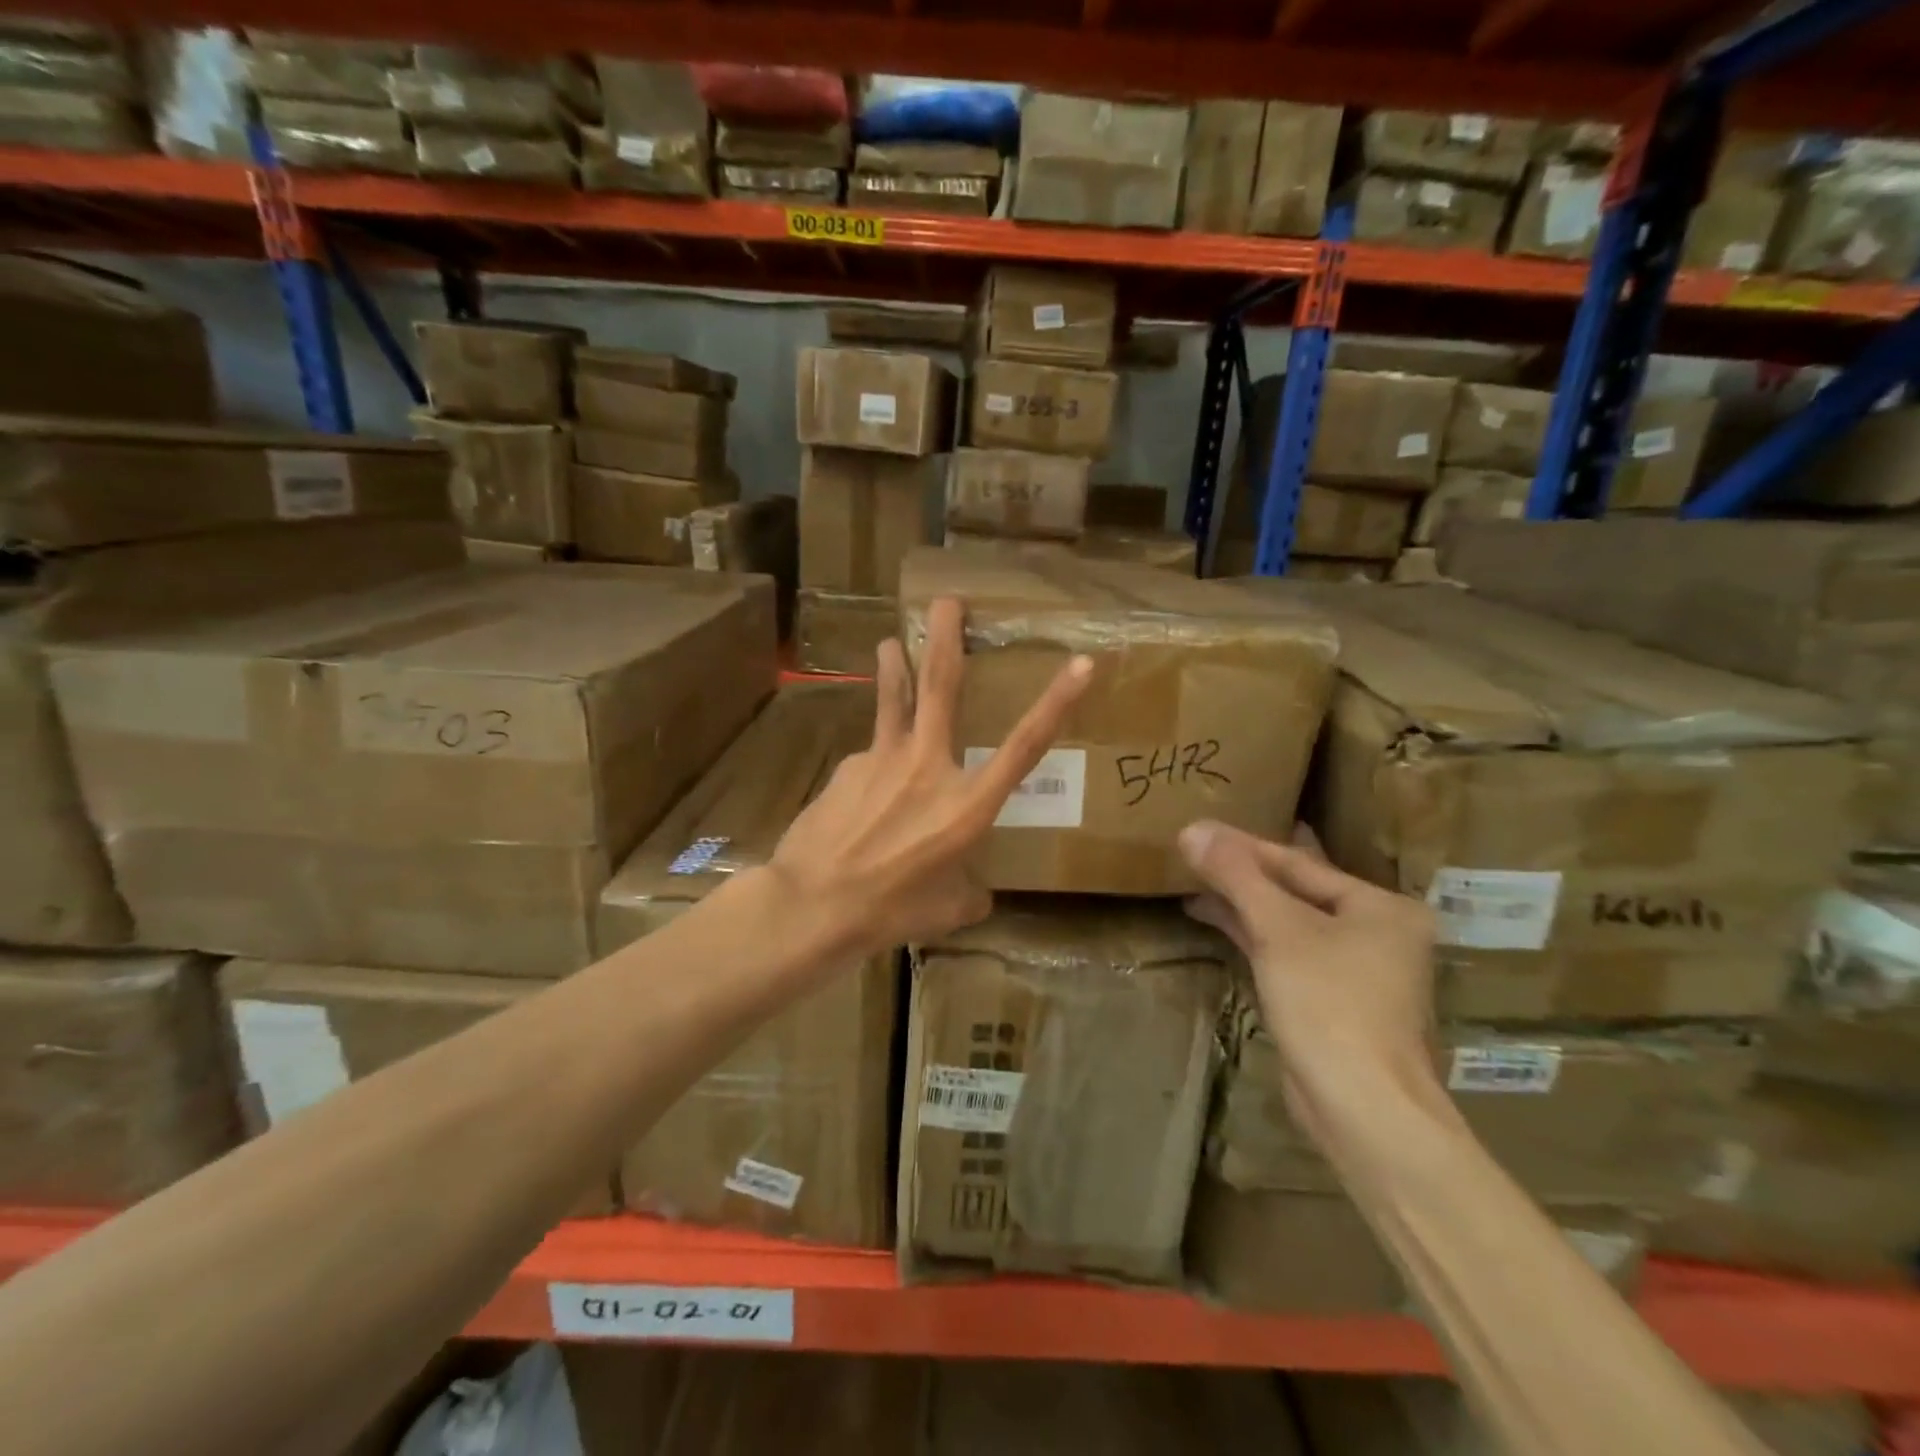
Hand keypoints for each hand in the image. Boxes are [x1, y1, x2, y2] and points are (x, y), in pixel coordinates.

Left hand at [768, 597, 1092, 958]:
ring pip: (894, 700)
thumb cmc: (891, 911)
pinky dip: (873, 766)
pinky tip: (859, 794)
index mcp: (967, 805)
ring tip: (888, 642)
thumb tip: (975, 890)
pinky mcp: (847, 767)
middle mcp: (929, 767)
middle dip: (945, 638)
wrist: (813, 904)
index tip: (1080, 664)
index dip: (1056, 704)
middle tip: (947, 600)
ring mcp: (882, 760)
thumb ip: (970, 891)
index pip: (1024, 747)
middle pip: (940, 687)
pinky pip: (869, 758)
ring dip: (894, 665)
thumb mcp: (948, 910)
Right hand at [1179, 820, 1437, 1116]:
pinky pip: (1288, 955)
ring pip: (1290, 925)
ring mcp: (1358, 972)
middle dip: (1243, 876)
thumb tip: (1192, 828)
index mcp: (1382, 907)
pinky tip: (1218, 925)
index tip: (1198, 831)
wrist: (1364, 1109)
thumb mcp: (1278, 929)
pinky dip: (1254, 939)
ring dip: (1243, 907)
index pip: (1299, 863)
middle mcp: (1378, 934)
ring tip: (1193, 888)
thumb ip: (1236, 875)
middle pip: (1296, 892)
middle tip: (1192, 855)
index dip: (1244, 846)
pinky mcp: (1333, 1004)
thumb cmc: (1329, 1003)